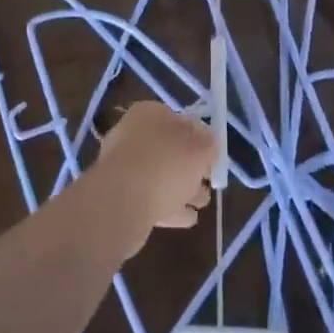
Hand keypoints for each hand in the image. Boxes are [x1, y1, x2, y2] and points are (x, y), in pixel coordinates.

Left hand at [94, 102, 214, 252]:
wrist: (120, 203)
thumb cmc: (164, 165)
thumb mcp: (199, 149)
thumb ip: (208, 143)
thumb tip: (207, 142)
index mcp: (149, 114)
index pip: (179, 119)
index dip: (199, 136)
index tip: (213, 155)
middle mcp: (133, 135)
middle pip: (170, 149)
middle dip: (191, 166)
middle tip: (209, 181)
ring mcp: (125, 167)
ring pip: (161, 175)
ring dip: (183, 188)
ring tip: (202, 202)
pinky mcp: (120, 197)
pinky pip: (152, 198)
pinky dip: (170, 206)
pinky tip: (188, 218)